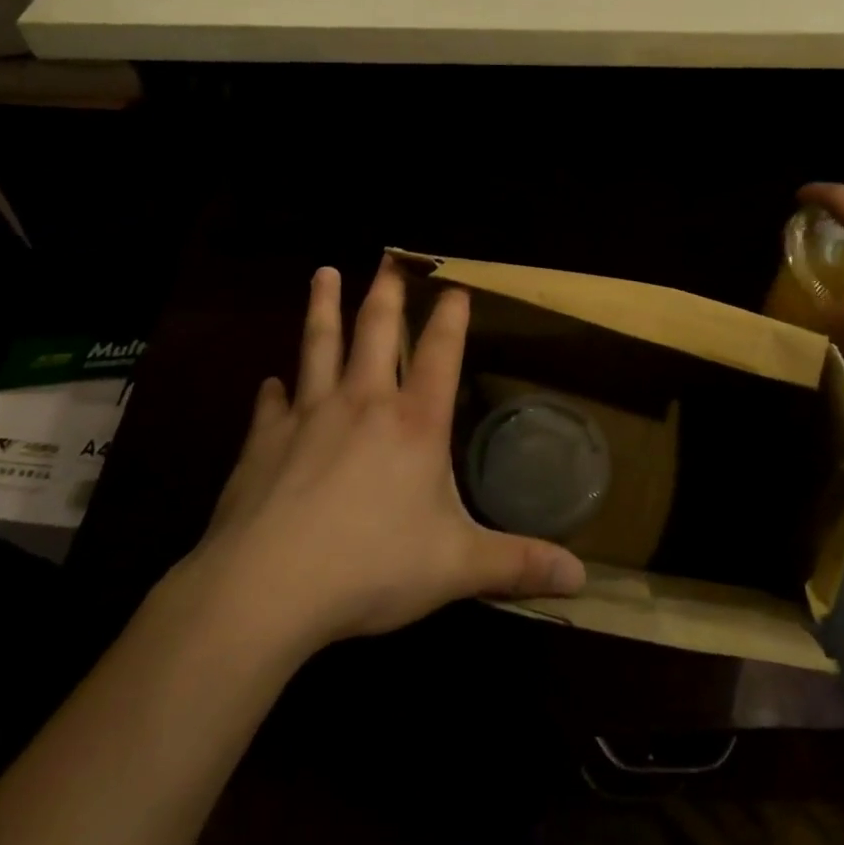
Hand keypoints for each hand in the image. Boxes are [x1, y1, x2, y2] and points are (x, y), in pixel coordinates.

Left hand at [190, 260, 585, 653]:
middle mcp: (364, 404)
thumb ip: (516, 564)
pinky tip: (270, 384)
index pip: (440, 353)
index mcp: (415, 423)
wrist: (267, 587)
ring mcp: (309, 416)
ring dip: (322, 308)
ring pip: (318, 346)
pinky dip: (273, 391)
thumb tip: (581, 580)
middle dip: (385, 291)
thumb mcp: (456, 568)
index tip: (454, 285)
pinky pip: (270, 405)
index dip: (450, 317)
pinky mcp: (263, 441)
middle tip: (387, 257)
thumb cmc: (372, 567)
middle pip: (375, 331)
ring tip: (323, 273)